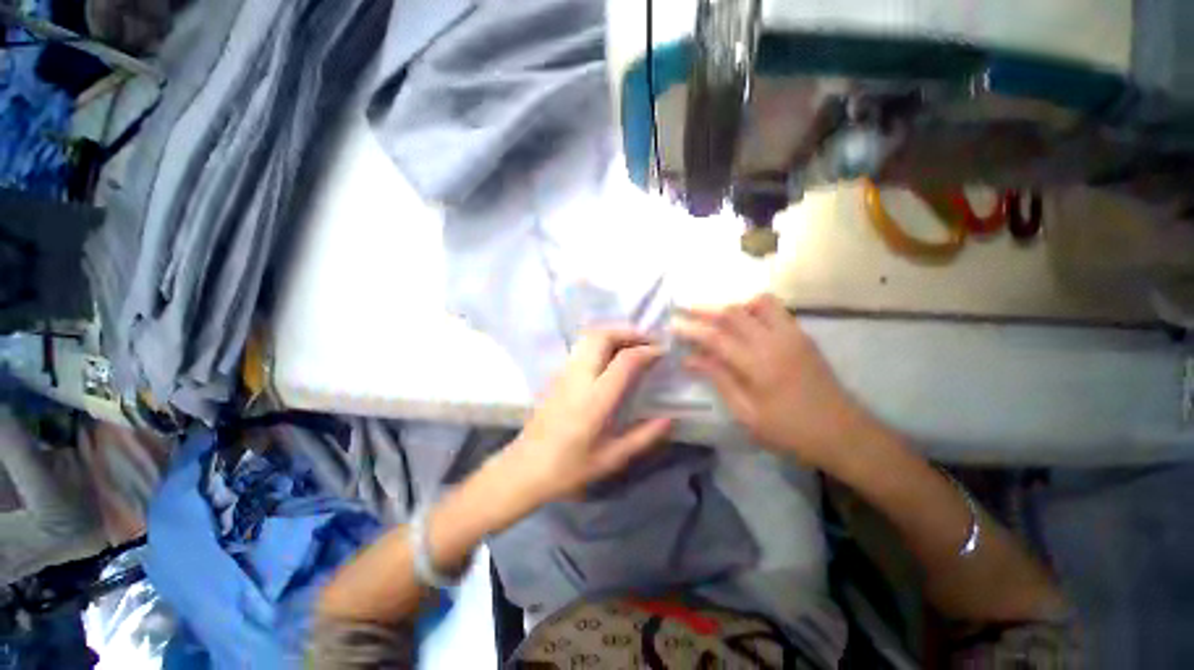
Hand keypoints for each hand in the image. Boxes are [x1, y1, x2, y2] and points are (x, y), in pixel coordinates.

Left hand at [501, 328, 673, 504]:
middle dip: (628, 332)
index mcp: (595, 399)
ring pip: (589, 337)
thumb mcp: (611, 459)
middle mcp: (579, 378)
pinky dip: (600, 341)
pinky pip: (581, 347)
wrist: (524, 468)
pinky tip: (610, 356)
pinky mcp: (556, 375)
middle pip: (603, 336)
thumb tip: (669, 420)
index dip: (647, 351)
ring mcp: (564, 373)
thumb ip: (643, 437)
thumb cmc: (568, 468)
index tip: (663, 352)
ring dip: (613, 334)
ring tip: (632, 345)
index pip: (625, 360)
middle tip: (648, 341)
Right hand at [672, 294, 880, 470]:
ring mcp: (792, 335)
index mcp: (758, 365)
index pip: (715, 338)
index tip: (672, 325)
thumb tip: (690, 360)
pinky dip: (753, 308)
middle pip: (734, 313)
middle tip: (685, 307)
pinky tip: (744, 322)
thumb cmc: (791, 431)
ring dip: (733, 304)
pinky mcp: (803, 336)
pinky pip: (775, 310)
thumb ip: (719, 380)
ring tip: (716, 314)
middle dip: (705, 308)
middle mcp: (775, 342)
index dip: (691, 330)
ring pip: (759, 303)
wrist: (845, 434)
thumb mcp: (747, 414)